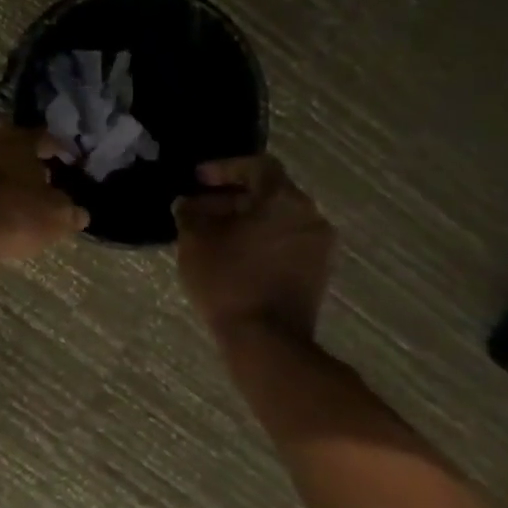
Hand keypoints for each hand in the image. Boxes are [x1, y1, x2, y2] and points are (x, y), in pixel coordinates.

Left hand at [0, 126, 89, 287]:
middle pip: (20, 152)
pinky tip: (14, 220)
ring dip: (16, 186)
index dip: (63, 150)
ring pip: (1, 173)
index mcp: (17, 139)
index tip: (76, 164)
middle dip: (37, 167)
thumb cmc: (14, 213)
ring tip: (37, 206)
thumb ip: (71, 210)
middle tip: (57, 184)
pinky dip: (1, 203)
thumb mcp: (57, 215)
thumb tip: (79, 213)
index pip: (46, 136)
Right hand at [175, 155, 335, 350]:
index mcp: (284, 199)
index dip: (224, 168)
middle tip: (199, 209)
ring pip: (278, 219)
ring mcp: (318, 246)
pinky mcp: (318, 273)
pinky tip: (233, 255)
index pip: (257, 166)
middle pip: (268, 193)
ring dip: (246, 221)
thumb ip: (190, 212)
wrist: (266, 341)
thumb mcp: (194, 240)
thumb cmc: (228, 280)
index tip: (197, 179)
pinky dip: (261, 240)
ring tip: (212, 234)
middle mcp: (310, 216)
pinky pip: (286, 242)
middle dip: (231, 198)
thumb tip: (188, 203)